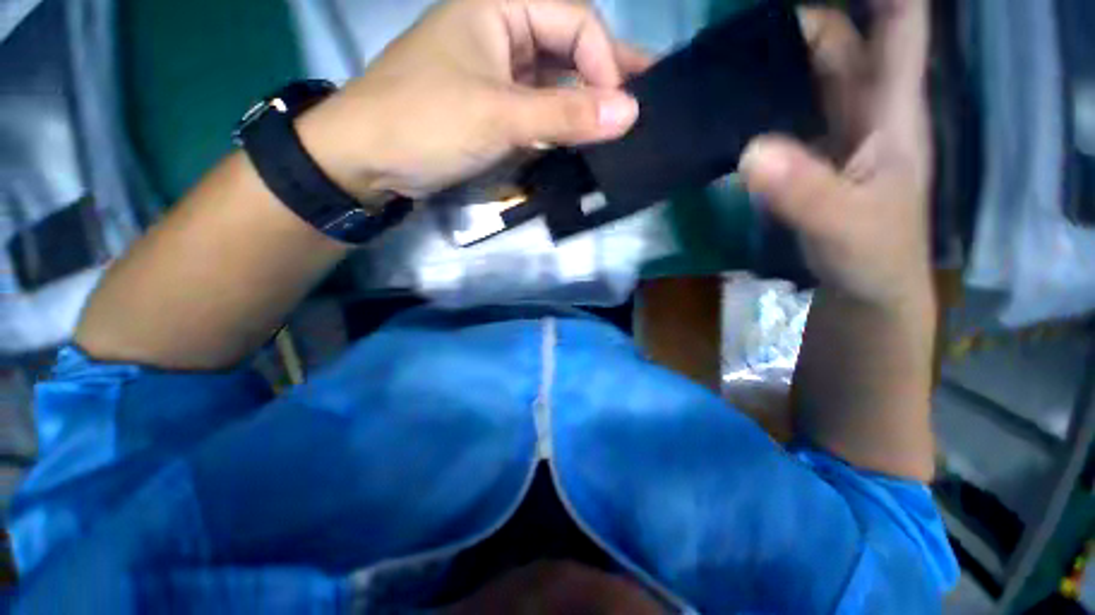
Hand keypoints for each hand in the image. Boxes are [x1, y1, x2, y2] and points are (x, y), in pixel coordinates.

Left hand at [298, 0, 651, 198]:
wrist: (369, 159)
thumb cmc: (425, 123)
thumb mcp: (498, 115)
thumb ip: (564, 115)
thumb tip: (628, 114)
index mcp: (499, 6)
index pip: (574, 21)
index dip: (604, 62)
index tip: (620, 109)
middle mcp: (503, 31)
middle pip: (569, 47)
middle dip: (607, 74)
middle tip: (645, 99)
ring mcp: (499, 73)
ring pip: (557, 80)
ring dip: (588, 101)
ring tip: (623, 122)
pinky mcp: (495, 108)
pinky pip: (540, 108)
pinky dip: (564, 122)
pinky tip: (584, 136)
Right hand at [740, 0, 931, 309]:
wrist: (863, 290)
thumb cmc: (874, 256)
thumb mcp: (846, 225)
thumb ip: (804, 192)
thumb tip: (750, 151)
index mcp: (891, 109)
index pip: (900, 25)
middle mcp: (864, 108)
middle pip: (839, 42)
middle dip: (799, 23)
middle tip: (740, 28)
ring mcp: (831, 133)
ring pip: (807, 77)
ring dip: (773, 60)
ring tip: (727, 56)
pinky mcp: (805, 158)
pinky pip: (782, 116)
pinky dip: (759, 105)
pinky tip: (729, 108)